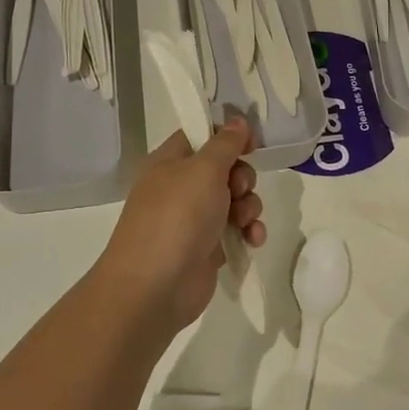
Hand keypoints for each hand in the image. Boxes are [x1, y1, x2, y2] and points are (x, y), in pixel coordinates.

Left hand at [93, 118, 265, 339]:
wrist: (155, 287)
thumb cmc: (176, 218)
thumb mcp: (203, 170)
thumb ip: (225, 144)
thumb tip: (237, 122)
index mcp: (169, 163)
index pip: (201, 136)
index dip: (228, 136)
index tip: (253, 143)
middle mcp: (179, 188)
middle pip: (223, 169)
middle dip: (242, 178)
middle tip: (239, 190)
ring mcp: (193, 220)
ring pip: (234, 201)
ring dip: (249, 207)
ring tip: (245, 221)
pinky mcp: (206, 249)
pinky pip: (235, 231)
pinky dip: (248, 232)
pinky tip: (253, 240)